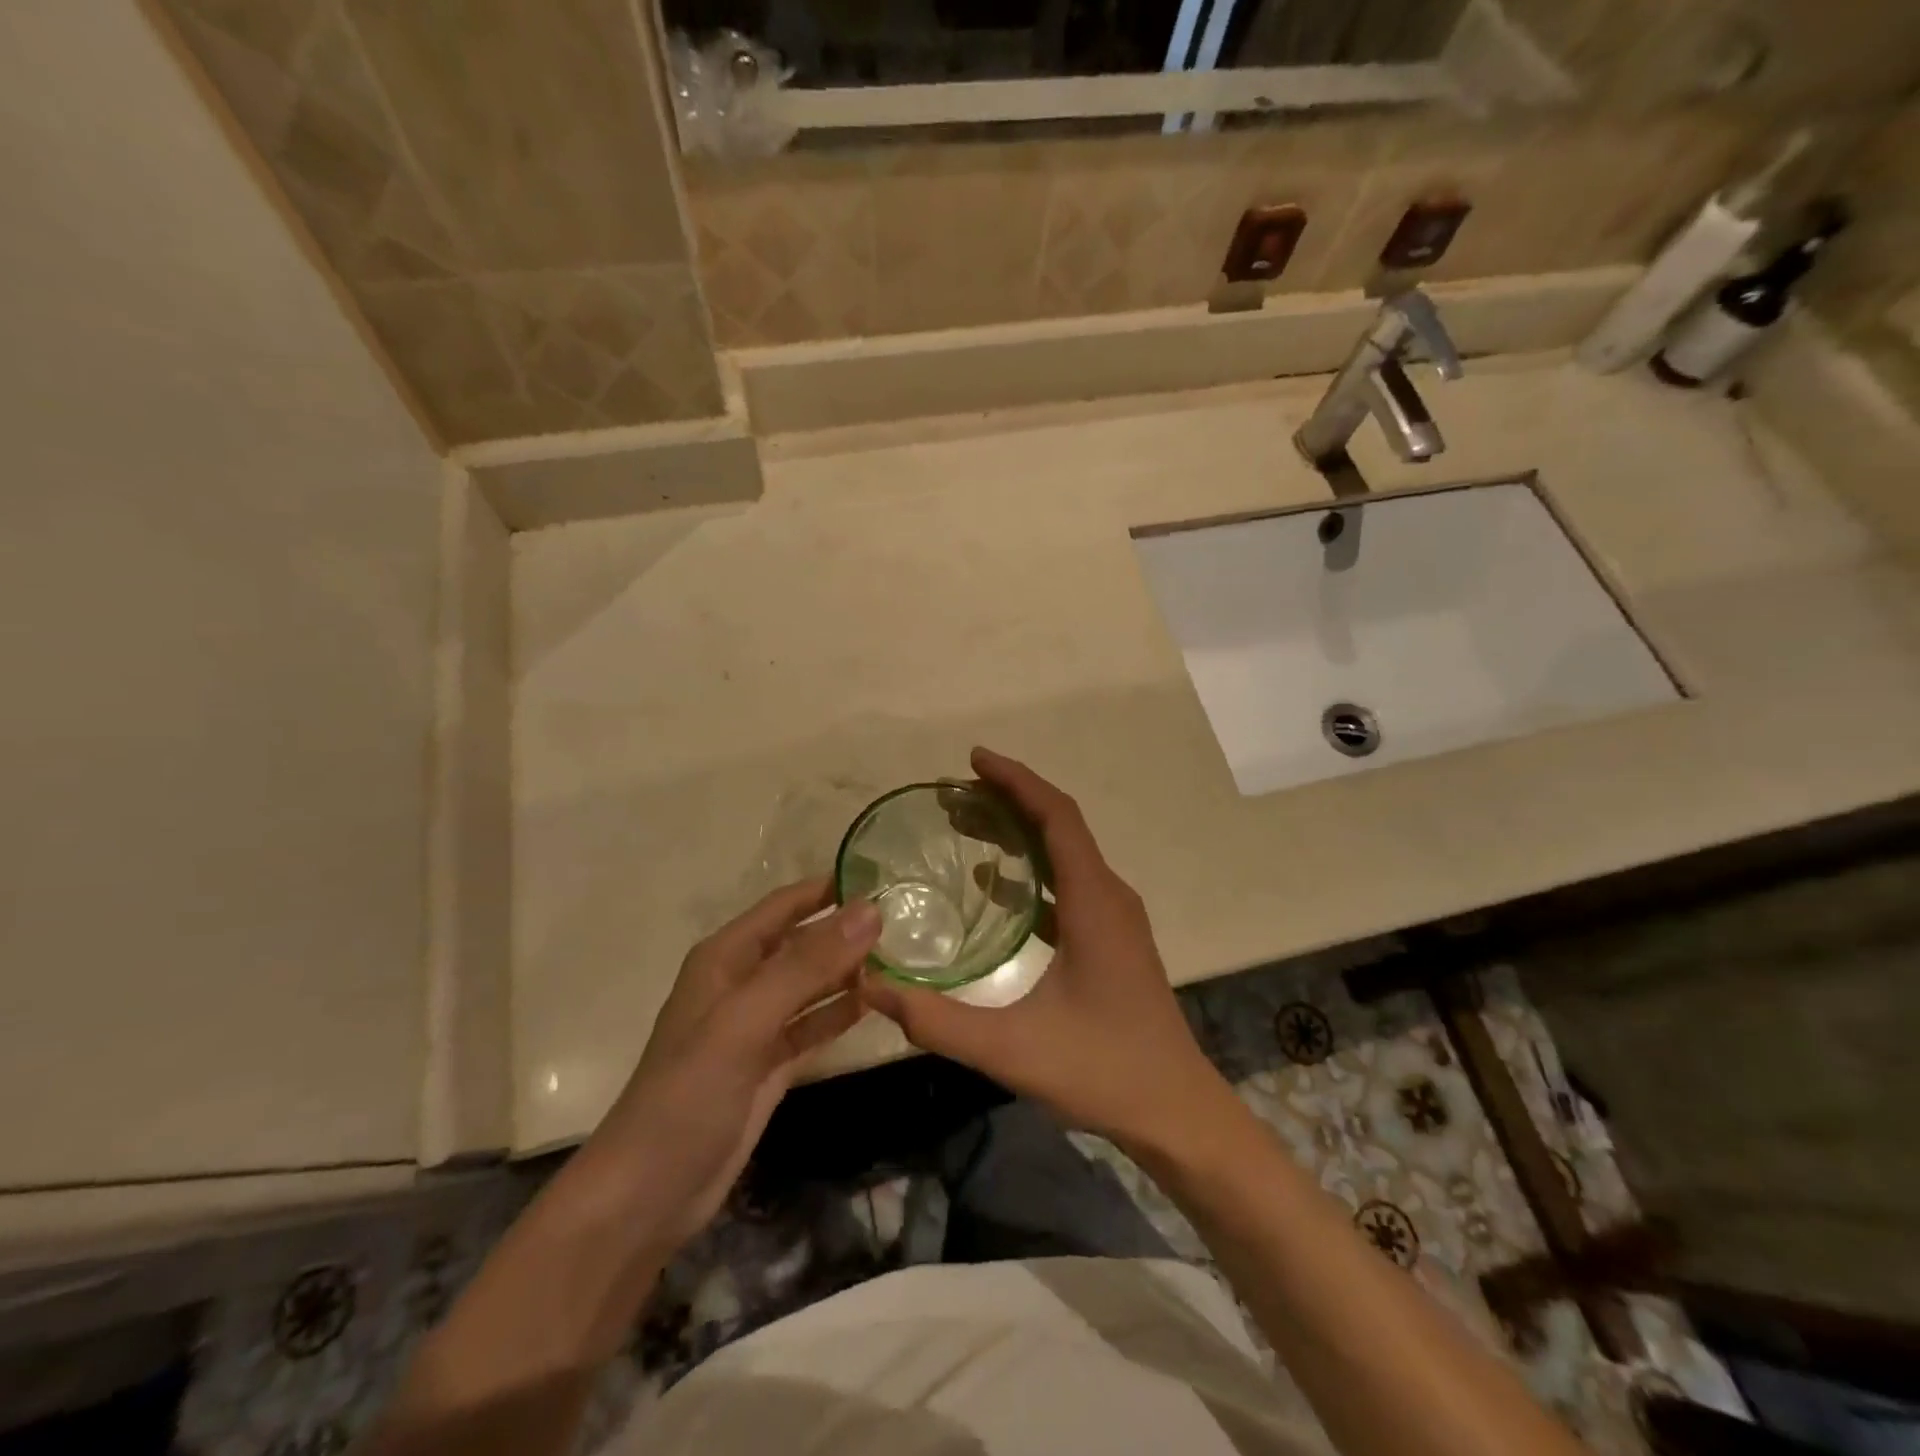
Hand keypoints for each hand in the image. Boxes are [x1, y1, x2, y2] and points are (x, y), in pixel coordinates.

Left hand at [584, 879, 879, 1255]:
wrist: (648, 1194)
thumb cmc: (689, 1093)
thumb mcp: (746, 1020)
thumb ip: (808, 965)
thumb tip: (870, 911)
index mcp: (726, 958)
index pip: (785, 905)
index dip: (829, 888)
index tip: (884, 876)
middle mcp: (742, 983)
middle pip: (802, 943)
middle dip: (847, 930)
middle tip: (908, 920)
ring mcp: (757, 1026)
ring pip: (812, 984)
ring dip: (850, 971)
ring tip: (904, 956)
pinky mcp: (770, 1064)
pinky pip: (814, 1025)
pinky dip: (842, 1013)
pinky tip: (879, 1003)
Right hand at [861, 748, 1230, 1155]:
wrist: (1176, 1112)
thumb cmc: (1102, 1071)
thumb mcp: (1011, 1048)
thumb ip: (938, 1020)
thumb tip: (871, 985)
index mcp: (1093, 902)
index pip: (1057, 816)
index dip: (1016, 780)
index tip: (973, 760)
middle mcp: (1109, 896)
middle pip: (1060, 825)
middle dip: (1010, 799)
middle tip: (956, 794)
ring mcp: (1115, 917)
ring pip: (1066, 853)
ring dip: (1021, 832)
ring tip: (968, 825)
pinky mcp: (1112, 938)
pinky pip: (1069, 883)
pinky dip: (1033, 869)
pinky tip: (997, 888)